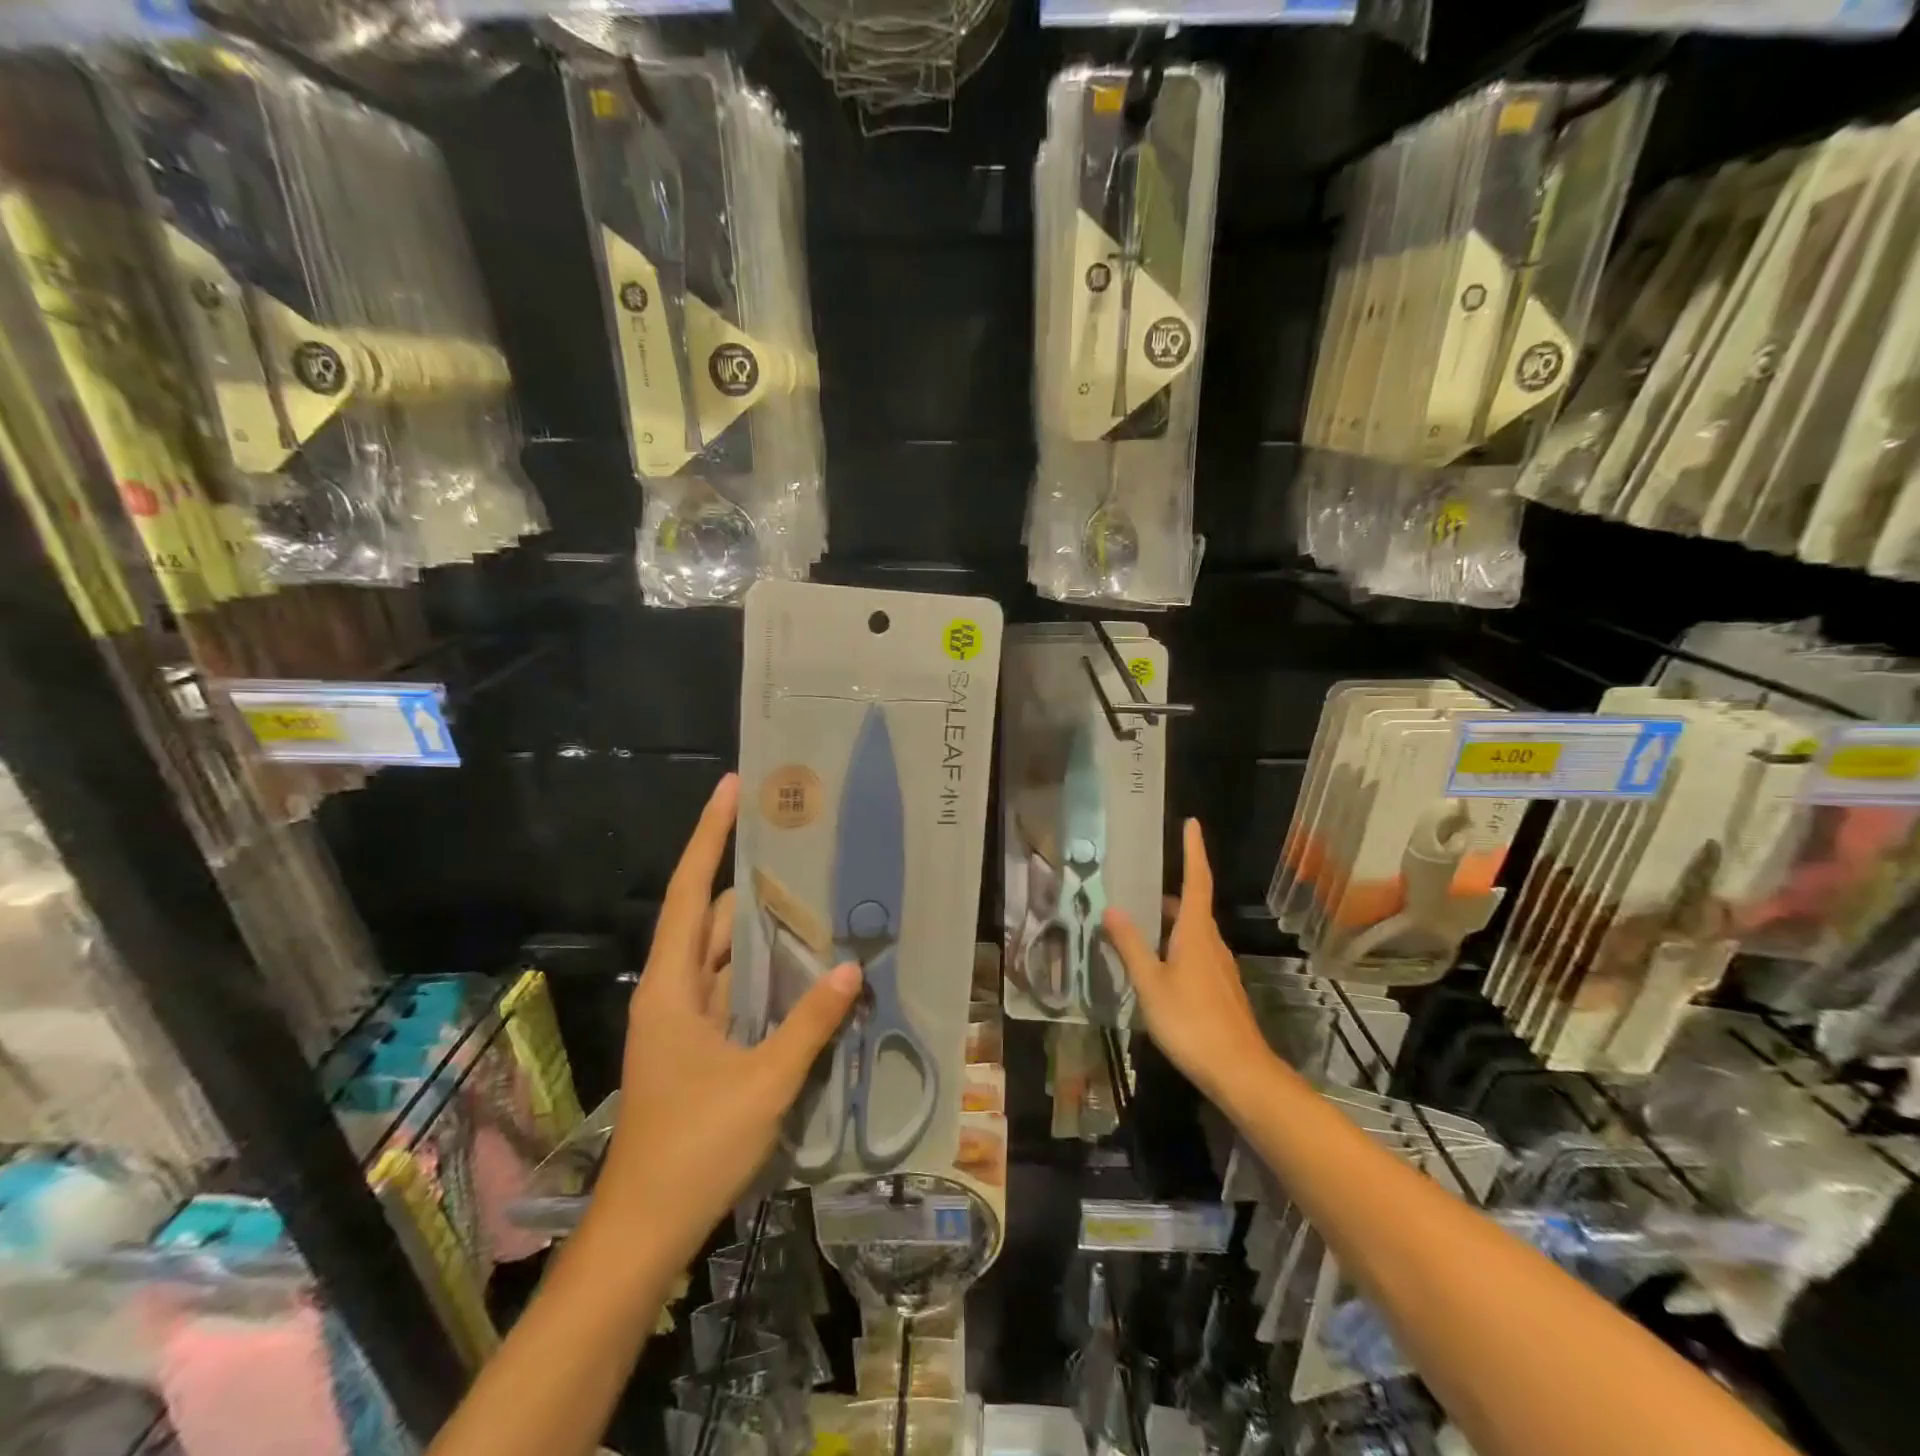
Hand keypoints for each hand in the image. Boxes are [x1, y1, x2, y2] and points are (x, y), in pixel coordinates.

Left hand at [596, 774, 861, 1266]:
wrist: (645, 1232)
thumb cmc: (693, 1148)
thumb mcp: (763, 1083)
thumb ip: (809, 1023)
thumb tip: (851, 968)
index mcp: (673, 987)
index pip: (691, 891)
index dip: (709, 836)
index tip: (733, 788)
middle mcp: (675, 992)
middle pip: (716, 920)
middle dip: (759, 887)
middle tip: (811, 856)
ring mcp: (688, 1021)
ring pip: (730, 958)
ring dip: (769, 936)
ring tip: (823, 905)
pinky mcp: (702, 1047)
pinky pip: (738, 992)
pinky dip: (769, 977)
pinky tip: (811, 973)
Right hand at [1105, 819, 1272, 1114]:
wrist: (1239, 1071)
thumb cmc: (1191, 1022)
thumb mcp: (1150, 983)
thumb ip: (1131, 946)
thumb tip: (1112, 908)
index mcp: (1195, 933)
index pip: (1196, 880)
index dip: (1193, 850)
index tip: (1191, 823)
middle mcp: (1212, 942)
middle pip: (1192, 905)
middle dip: (1169, 891)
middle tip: (1140, 884)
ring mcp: (1220, 967)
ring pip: (1193, 932)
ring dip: (1170, 921)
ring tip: (1139, 923)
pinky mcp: (1221, 989)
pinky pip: (1196, 953)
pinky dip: (1176, 945)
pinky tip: (1157, 965)